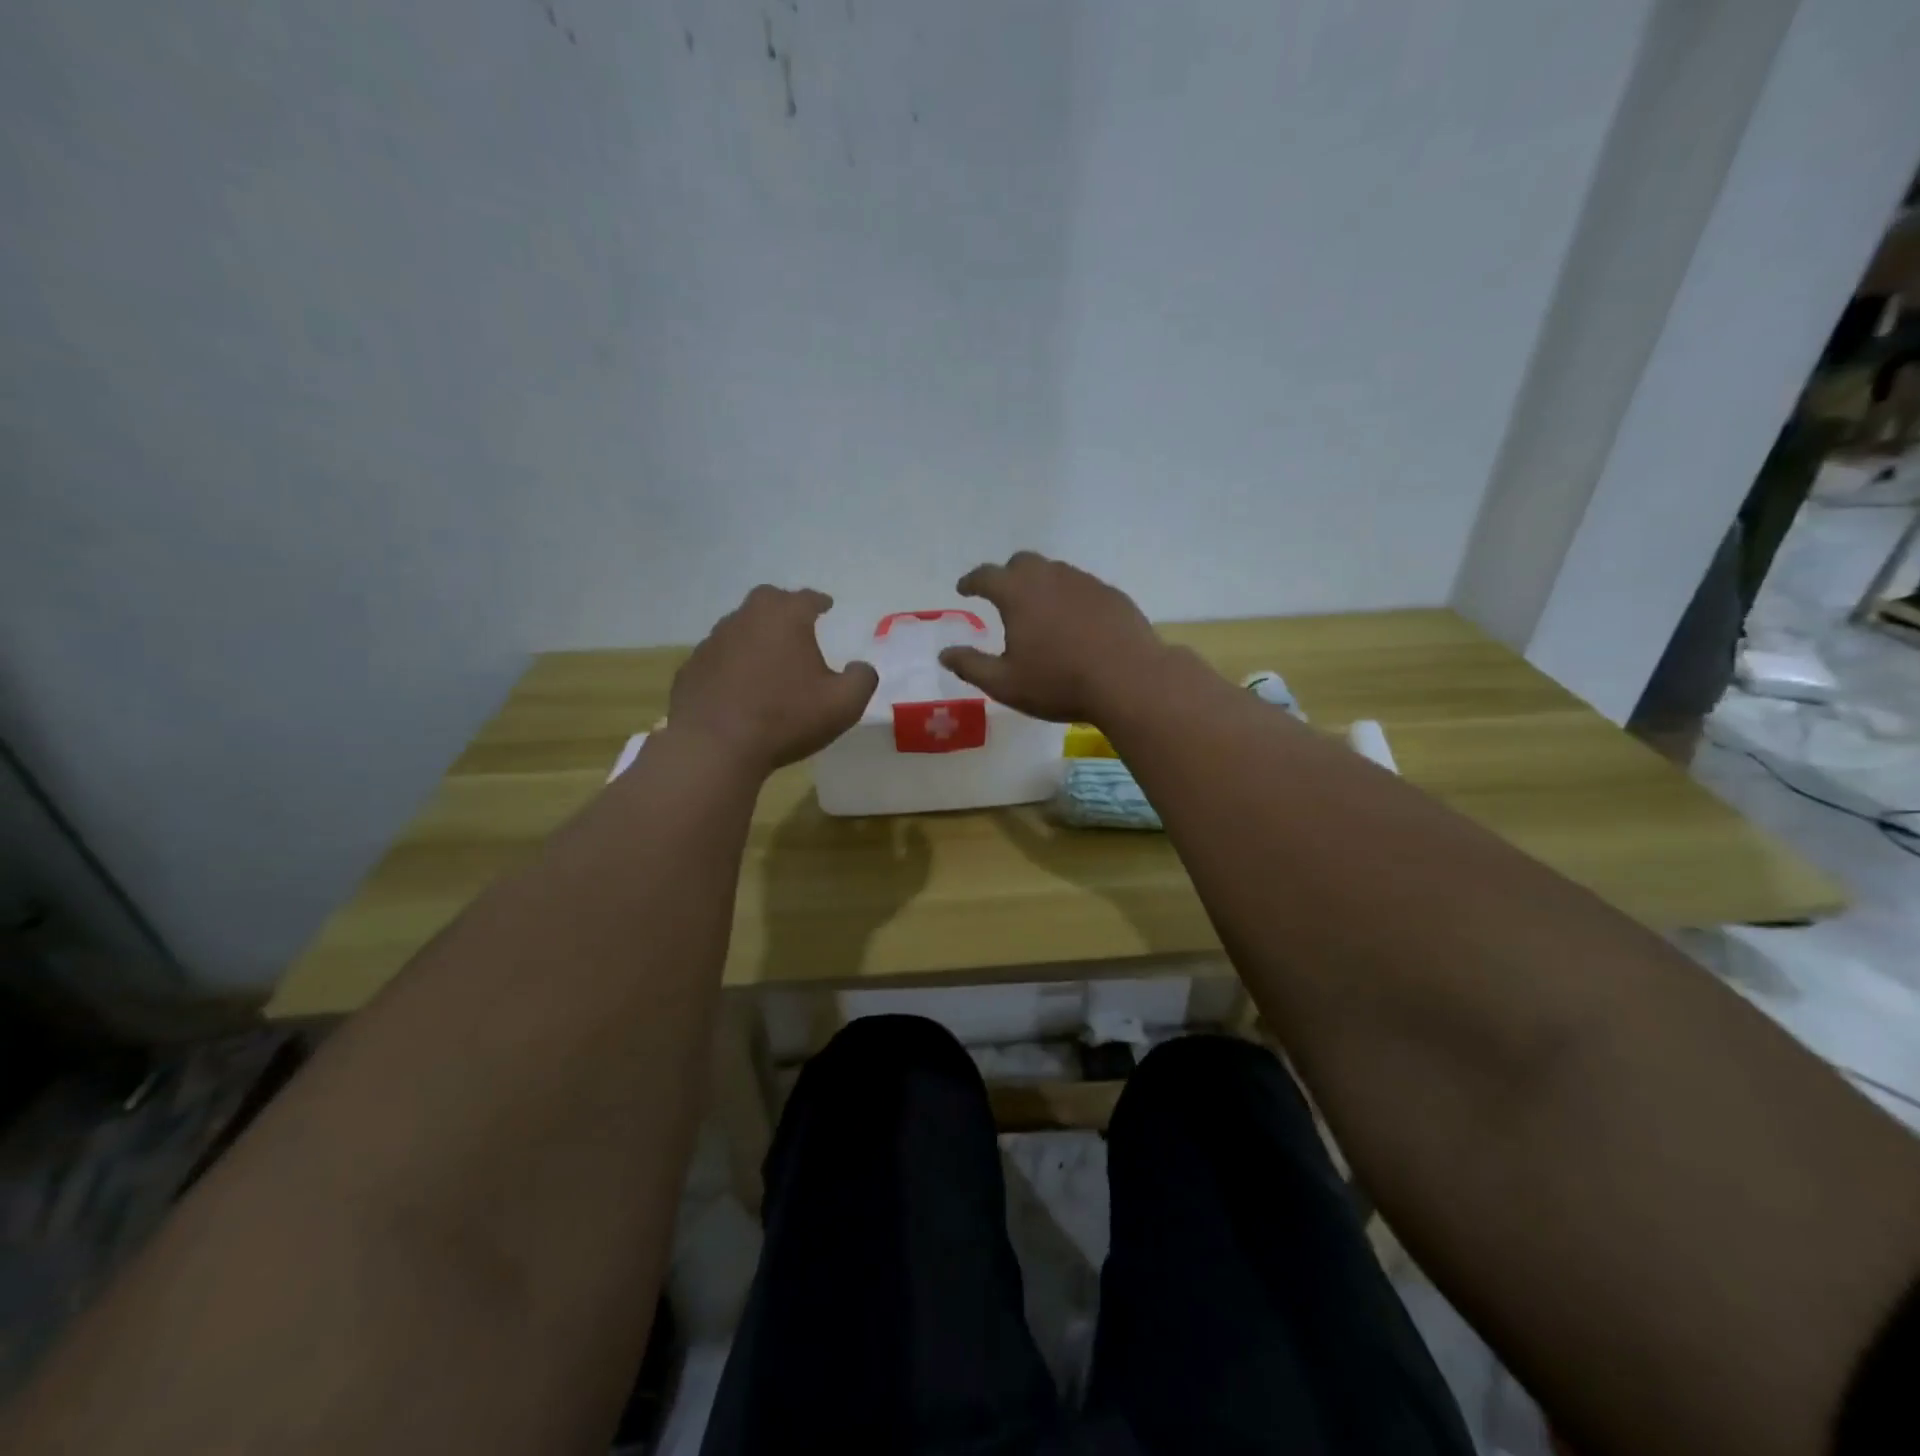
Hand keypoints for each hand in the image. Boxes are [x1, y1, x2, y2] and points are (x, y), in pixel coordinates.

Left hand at [669, 586, 877, 773]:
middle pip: (767, 600)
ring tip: (768, 659)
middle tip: (796, 625)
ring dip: (755, 637)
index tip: (826, 606)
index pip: (807, 598)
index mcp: (785, 617)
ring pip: (739, 628)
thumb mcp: (844, 704)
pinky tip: (738, 686)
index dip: (819, 601)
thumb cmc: (786, 718)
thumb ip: (862, 679)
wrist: (714, 747)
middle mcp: (745, 619)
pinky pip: (718, 658)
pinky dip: (731, 664)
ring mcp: (712, 642)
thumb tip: (861, 667)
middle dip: (784, 608)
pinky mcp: (691, 669)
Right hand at [939, 551, 1170, 722]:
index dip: (971, 581)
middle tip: (1002, 595)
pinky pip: (1082, 587)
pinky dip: (1069, 597)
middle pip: (1022, 563)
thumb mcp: (1005, 684)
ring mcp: (1085, 582)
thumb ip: (971, 666)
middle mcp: (1050, 577)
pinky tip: (1075, 622)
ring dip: (1040, 584)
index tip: (964, 589)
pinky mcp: (1112, 595)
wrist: (1129, 680)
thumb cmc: (1059, 683)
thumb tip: (945, 653)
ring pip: (1055, 572)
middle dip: (1007, 575)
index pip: (986, 575)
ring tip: (1039, 610)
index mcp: (1018, 593)